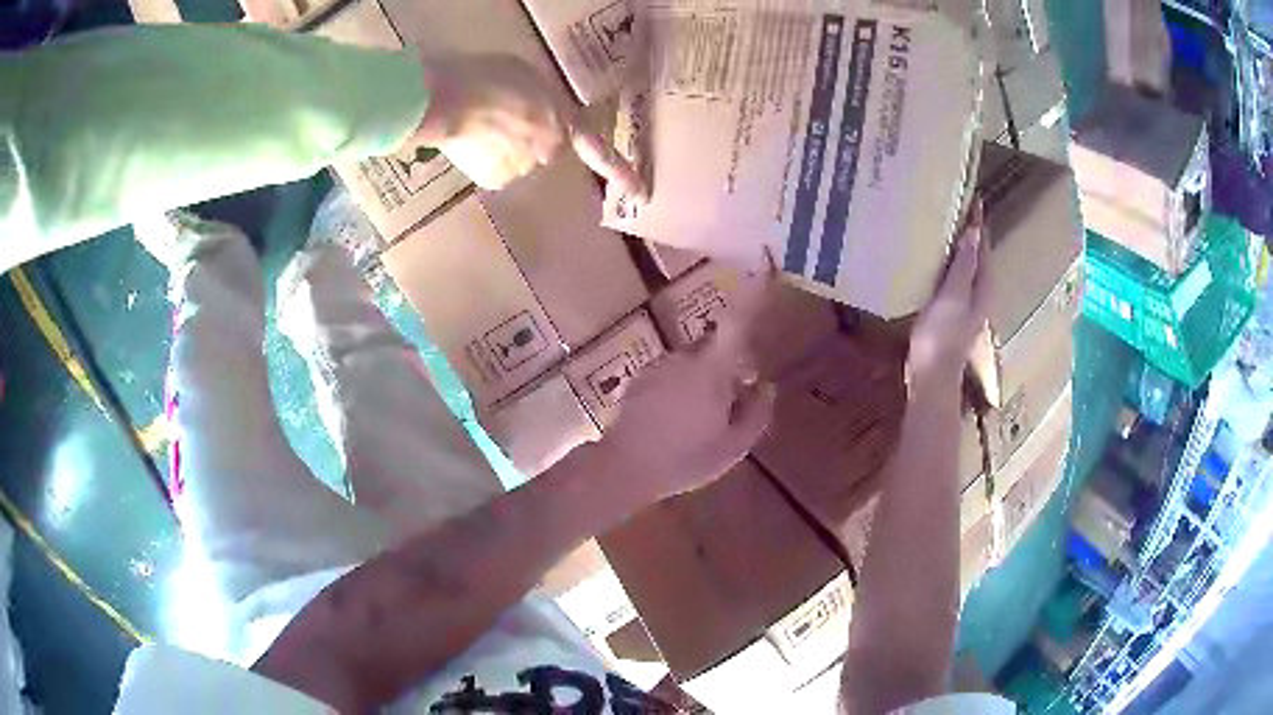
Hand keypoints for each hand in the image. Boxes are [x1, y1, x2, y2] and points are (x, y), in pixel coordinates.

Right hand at [417, 54, 646, 195]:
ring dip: (502, 147)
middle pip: (542, 150)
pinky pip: (493, 169)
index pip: (599, 153)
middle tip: (499, 116)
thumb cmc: (492, 77)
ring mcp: (522, 170)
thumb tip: (537, 118)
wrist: (453, 100)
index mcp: (563, 123)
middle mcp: (549, 153)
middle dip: (527, 138)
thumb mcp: (531, 79)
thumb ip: (545, 103)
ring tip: (479, 123)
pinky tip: (470, 141)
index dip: (622, 174)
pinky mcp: (495, 181)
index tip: (642, 196)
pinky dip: (483, 158)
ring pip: (515, 160)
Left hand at [593, 279, 776, 501]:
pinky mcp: (641, 377)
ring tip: (701, 422)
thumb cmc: (684, 459)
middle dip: (730, 366)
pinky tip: (676, 422)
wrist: (623, 466)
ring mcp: (659, 365)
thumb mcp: (732, 447)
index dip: (755, 292)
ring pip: (695, 362)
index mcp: (711, 370)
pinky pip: (673, 373)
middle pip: (717, 347)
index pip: (738, 323)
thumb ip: (756, 413)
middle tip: (735, 404)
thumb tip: (766, 386)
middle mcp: (684, 357)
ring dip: (705, 380)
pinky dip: (682, 388)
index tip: (765, 262)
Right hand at [908, 203, 990, 387]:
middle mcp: (979, 293)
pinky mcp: (951, 312)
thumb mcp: (953, 295)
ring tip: (944, 225)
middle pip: (978, 255)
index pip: (983, 245)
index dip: (978, 222)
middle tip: (955, 206)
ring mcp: (966, 304)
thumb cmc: (942, 335)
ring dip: (959, 247)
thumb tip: (974, 231)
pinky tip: (934, 260)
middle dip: (970, 232)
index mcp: (983, 286)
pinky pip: (954, 278)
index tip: (972, 197)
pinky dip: (948, 263)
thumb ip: (964, 265)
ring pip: (966, 266)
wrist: (931, 376)